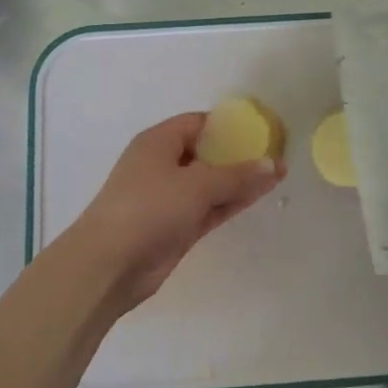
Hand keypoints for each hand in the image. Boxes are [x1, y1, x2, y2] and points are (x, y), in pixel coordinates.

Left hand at [63, 113, 284, 315]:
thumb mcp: (196, 185)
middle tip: (276, 153)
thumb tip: (274, 164)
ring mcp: (168, 198)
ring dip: (239, 180)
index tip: (260, 129)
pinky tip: (258, 196)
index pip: (197, 123)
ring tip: (278, 176)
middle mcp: (162, 165)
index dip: (228, 125)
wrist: (109, 264)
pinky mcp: (175, 226)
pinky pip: (209, 207)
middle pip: (206, 153)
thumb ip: (237, 175)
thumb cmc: (149, 208)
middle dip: (238, 154)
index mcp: (158, 142)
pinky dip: (230, 202)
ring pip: (210, 183)